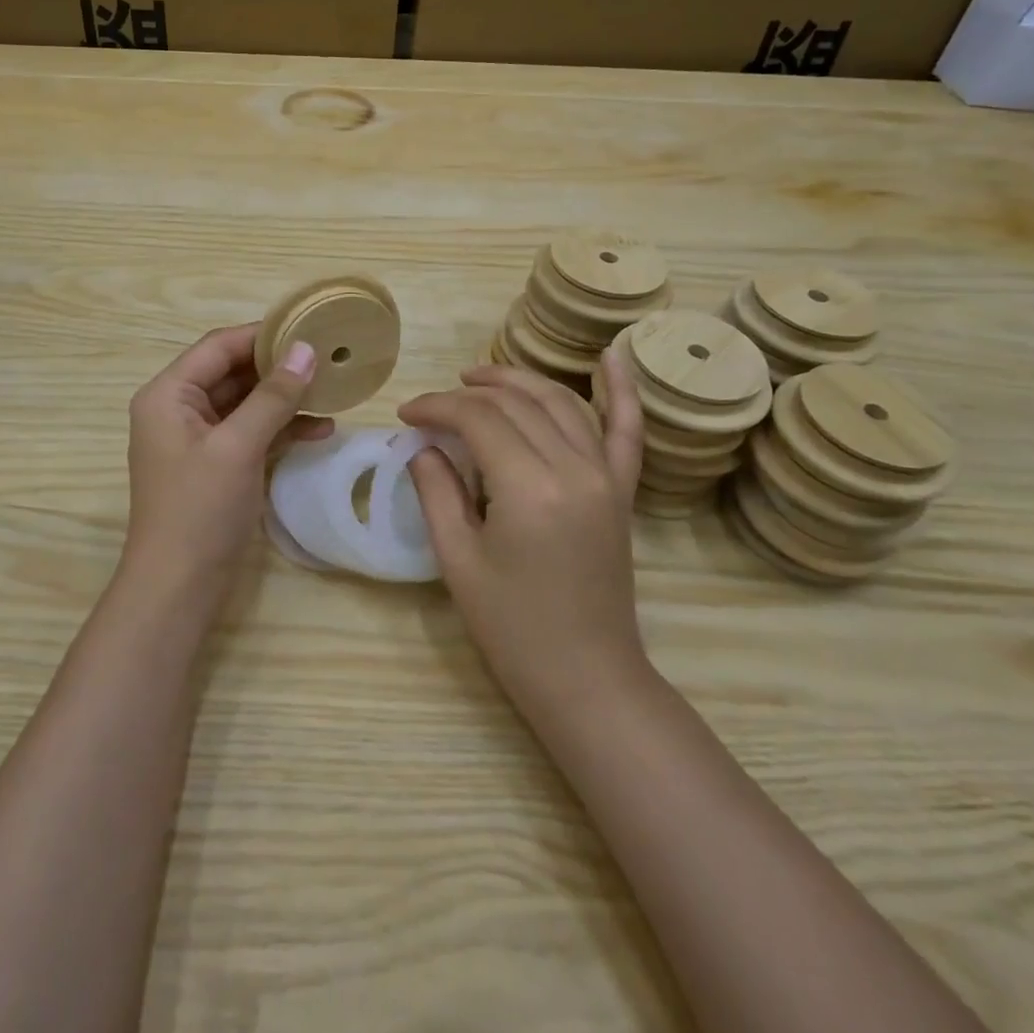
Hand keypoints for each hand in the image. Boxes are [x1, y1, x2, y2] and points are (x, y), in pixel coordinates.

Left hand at [122, 324, 332, 598]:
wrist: (178, 588)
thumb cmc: (200, 510)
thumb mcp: (238, 446)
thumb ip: (273, 396)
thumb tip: (306, 349)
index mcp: (168, 394)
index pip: (218, 347)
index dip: (263, 335)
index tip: (309, 329)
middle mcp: (178, 408)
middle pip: (233, 372)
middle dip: (279, 367)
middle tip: (328, 358)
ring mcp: (198, 438)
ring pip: (246, 403)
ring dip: (285, 399)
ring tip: (332, 392)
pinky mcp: (217, 464)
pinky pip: (251, 432)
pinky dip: (281, 429)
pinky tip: (321, 430)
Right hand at [398, 356, 646, 714]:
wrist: (585, 677)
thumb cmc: (512, 628)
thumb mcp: (458, 560)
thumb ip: (437, 491)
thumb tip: (423, 446)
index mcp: (529, 488)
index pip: (477, 419)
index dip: (436, 407)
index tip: (406, 414)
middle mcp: (574, 468)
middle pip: (516, 403)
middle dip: (467, 393)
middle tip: (433, 404)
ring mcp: (606, 476)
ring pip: (560, 402)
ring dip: (518, 380)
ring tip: (478, 377)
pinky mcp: (622, 489)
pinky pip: (627, 429)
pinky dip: (621, 389)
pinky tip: (612, 355)